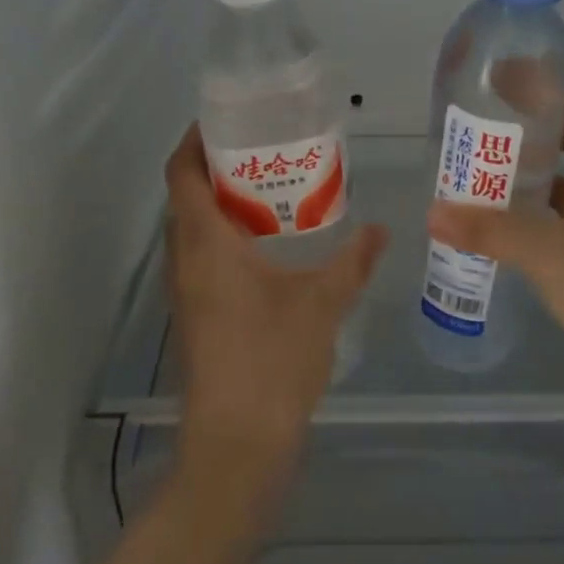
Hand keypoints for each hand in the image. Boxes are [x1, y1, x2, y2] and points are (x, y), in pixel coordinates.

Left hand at [163, 125, 387, 518]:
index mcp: (205, 243)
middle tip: (262, 147)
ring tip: (270, 187)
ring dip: (221, 202)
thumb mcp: (322, 303)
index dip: (194, 140)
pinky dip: (226, 235)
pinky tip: (269, 245)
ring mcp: (187, 291)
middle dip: (216, 166)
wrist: (238, 445)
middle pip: (186, 196)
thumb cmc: (273, 360)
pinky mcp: (197, 315)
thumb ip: (353, 261)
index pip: (182, 173)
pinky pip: (202, 256)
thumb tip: (382, 229)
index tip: (226, 118)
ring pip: (193, 228)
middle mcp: (185, 260)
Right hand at [427, 99, 563, 429]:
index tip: (499, 98)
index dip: (544, 106)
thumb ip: (488, 228)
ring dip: (527, 195)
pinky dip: (532, 232)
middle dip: (527, 152)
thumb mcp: (547, 251)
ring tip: (476, 187)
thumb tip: (431, 212)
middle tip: (477, 145)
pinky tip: (497, 237)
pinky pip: (562, 238)